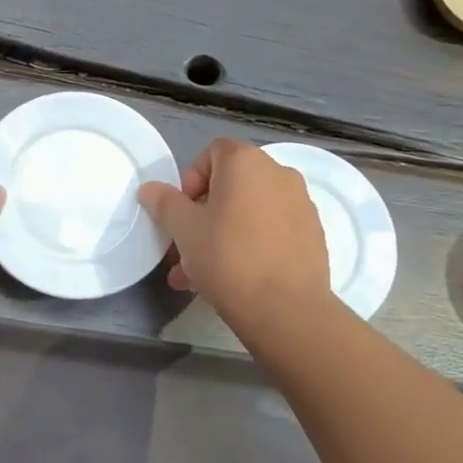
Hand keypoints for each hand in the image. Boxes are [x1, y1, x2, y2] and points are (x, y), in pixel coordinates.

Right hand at [138, 138, 332, 331]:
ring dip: (221, 234)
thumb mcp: (184, 229)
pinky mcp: (313, 235)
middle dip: (203, 214)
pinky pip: (270, 230)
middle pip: (231, 185)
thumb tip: (150, 188)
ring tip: (198, 274)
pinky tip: (232, 279)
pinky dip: (250, 245)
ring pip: (249, 212)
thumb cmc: (228, 257)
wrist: (286, 310)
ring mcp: (301, 205)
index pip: (213, 152)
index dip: (191, 179)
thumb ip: (164, 203)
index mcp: (247, 162)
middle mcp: (279, 174)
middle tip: (185, 247)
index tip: (182, 212)